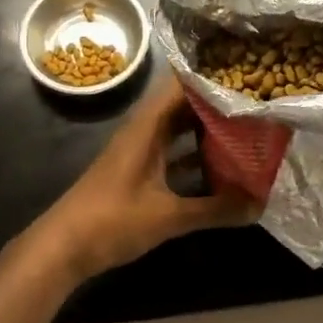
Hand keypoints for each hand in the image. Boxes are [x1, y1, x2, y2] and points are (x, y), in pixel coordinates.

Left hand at [30, 82, 257, 283]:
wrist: (62, 248)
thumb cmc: (111, 220)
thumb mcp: (168, 216)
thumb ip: (215, 209)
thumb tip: (259, 204)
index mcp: (147, 127)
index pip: (181, 85)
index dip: (211, 77)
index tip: (246, 74)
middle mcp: (143, 132)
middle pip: (183, 106)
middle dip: (216, 104)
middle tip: (256, 103)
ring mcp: (139, 153)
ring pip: (178, 131)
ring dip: (207, 131)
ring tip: (247, 129)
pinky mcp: (137, 174)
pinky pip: (172, 155)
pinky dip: (194, 157)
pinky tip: (221, 167)